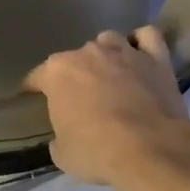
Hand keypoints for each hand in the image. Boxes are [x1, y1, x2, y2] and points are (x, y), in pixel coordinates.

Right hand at [26, 27, 189, 186]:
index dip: (34, 89)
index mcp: (57, 72)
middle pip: (75, 58)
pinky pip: (147, 37)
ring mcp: (123, 51)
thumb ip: (59, 136)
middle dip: (75, 75)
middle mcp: (87, 53)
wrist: (148, 149)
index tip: (33, 99)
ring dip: (106, 55)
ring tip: (110, 75)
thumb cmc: (95, 151)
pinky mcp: (156, 58)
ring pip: (108, 41)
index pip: (36, 76)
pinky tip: (140, 56)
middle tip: (81, 98)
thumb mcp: (62, 153)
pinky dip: (142, 43)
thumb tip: (65, 136)